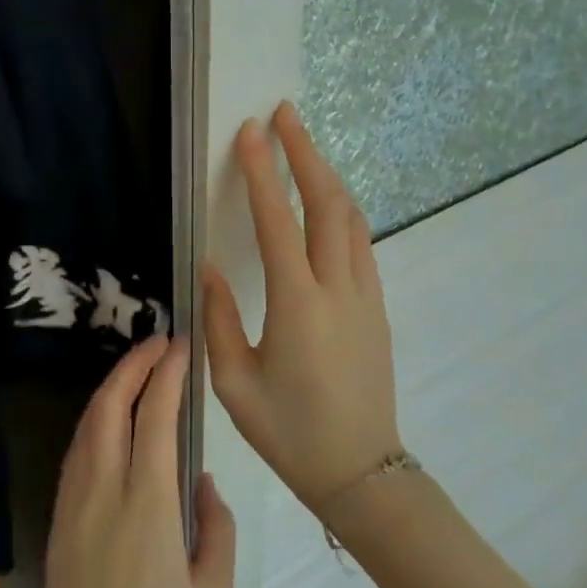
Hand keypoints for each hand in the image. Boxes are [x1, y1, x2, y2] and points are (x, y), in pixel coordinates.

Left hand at [42, 335, 235, 587]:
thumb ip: (215, 527)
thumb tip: (201, 482)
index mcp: (146, 505)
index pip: (155, 416)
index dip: (167, 373)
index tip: (182, 347)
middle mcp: (103, 491)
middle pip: (110, 406)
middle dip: (134, 365)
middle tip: (159, 343)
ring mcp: (73, 503)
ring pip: (87, 424)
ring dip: (111, 388)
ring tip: (137, 371)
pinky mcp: (59, 520)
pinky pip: (76, 452)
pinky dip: (95, 421)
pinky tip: (111, 421)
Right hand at [203, 102, 403, 508]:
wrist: (361, 473)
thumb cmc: (289, 433)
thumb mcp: (235, 383)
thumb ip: (220, 319)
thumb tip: (209, 268)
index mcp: (298, 305)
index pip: (279, 220)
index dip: (263, 171)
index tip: (251, 131)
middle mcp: (338, 288)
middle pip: (328, 203)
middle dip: (305, 153)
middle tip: (285, 114)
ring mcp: (365, 296)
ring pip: (352, 218)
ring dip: (327, 176)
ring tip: (304, 146)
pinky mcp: (377, 307)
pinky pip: (360, 243)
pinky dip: (342, 209)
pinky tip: (326, 203)